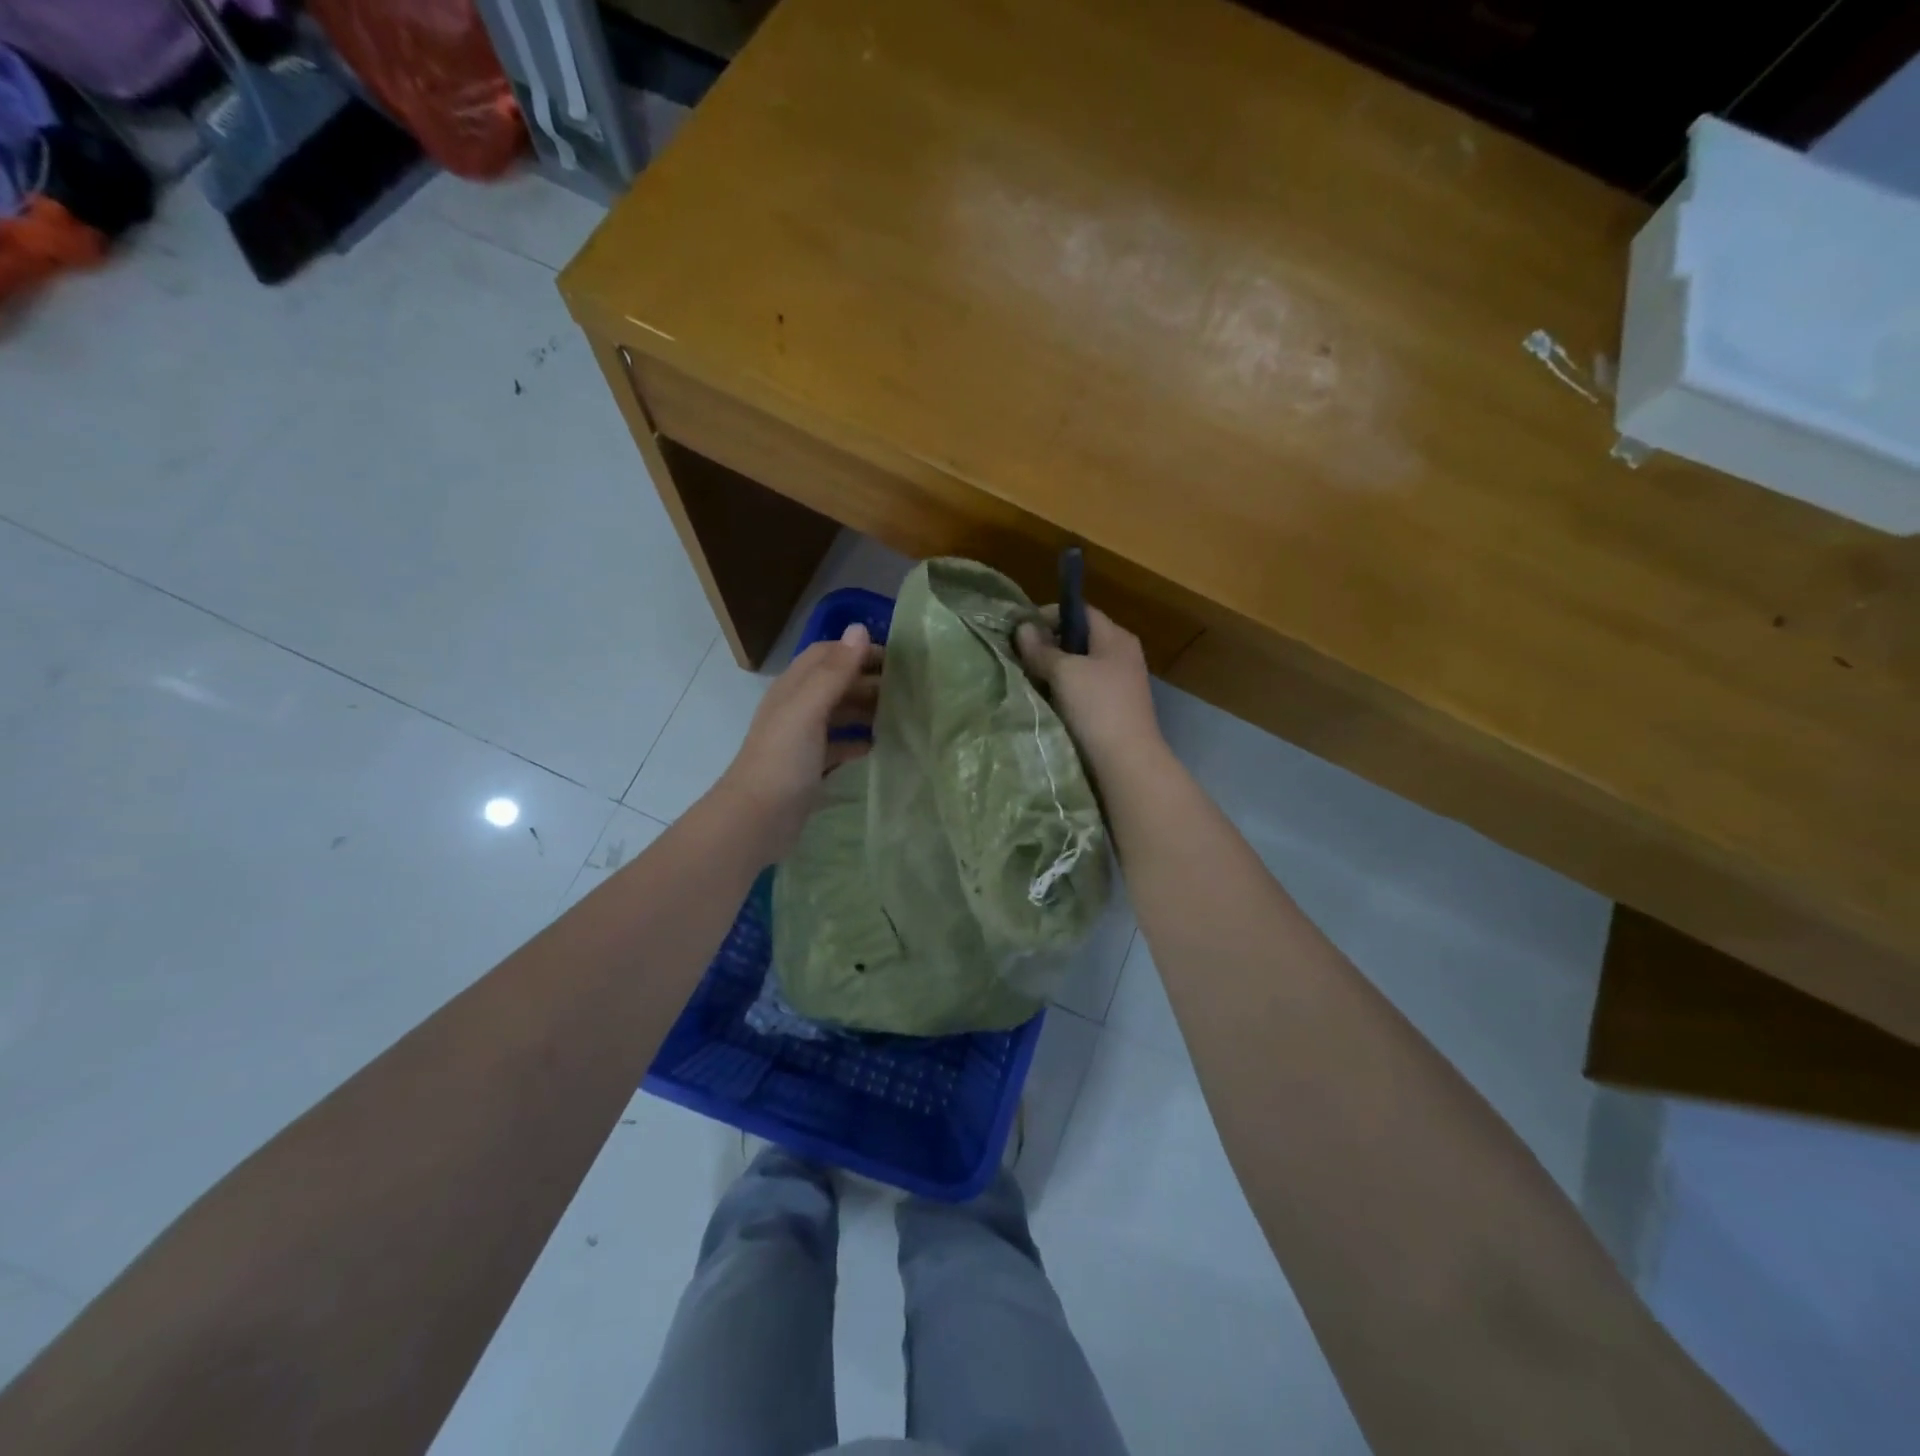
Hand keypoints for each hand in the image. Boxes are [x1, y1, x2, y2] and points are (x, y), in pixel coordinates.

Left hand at [715, 624, 882, 858]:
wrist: (756, 819)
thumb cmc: (783, 760)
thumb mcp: (809, 710)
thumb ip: (835, 672)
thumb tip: (860, 628)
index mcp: (793, 688)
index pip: (827, 654)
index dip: (858, 651)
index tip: (895, 659)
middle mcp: (797, 708)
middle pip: (836, 683)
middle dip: (868, 681)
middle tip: (907, 690)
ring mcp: (802, 739)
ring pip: (839, 714)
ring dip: (866, 710)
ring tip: (900, 716)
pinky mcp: (809, 767)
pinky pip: (839, 745)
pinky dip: (858, 742)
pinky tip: (879, 748)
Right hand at [1015, 605, 1165, 773]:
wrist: (1127, 762)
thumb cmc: (1097, 708)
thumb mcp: (1064, 673)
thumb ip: (1041, 649)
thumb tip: (1023, 627)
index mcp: (1116, 637)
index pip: (1080, 612)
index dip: (1049, 615)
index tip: (1022, 630)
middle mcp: (1122, 655)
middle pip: (1080, 639)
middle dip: (1049, 645)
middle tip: (1020, 656)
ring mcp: (1121, 684)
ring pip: (1080, 667)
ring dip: (1055, 672)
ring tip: (1029, 680)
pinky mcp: (1115, 709)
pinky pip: (1084, 690)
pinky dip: (1065, 692)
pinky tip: (1048, 703)